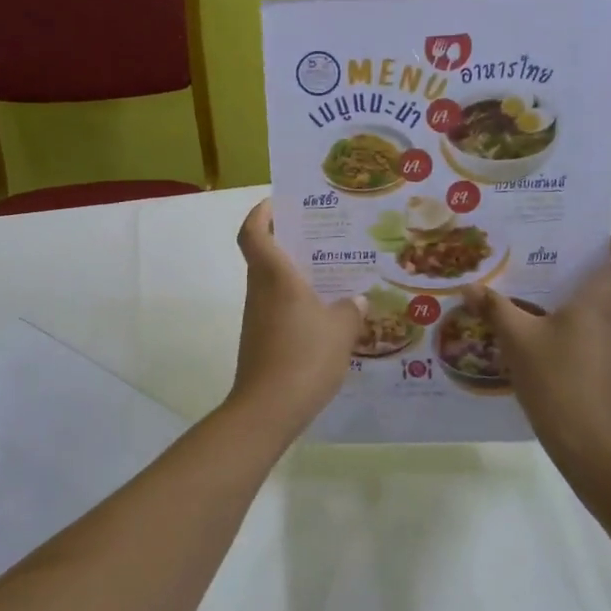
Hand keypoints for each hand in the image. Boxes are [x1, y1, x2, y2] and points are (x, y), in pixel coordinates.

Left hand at [228, 201, 364, 441]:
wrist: (268, 409)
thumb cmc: (304, 357)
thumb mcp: (341, 330)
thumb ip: (351, 309)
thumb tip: (356, 300)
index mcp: (275, 276)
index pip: (254, 232)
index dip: (261, 212)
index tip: (280, 202)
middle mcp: (260, 290)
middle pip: (265, 254)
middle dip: (289, 240)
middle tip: (323, 235)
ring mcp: (258, 317)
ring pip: (273, 283)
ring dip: (296, 274)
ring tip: (334, 273)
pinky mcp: (262, 340)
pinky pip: (279, 309)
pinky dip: (297, 303)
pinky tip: (327, 315)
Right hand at [460, 236, 610, 456]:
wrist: (590, 442)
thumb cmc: (557, 378)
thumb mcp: (517, 339)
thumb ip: (495, 308)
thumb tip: (469, 287)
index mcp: (606, 300)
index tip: (595, 244)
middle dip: (599, 270)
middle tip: (559, 267)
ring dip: (592, 301)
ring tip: (548, 301)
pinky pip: (609, 336)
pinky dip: (589, 328)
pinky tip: (553, 341)